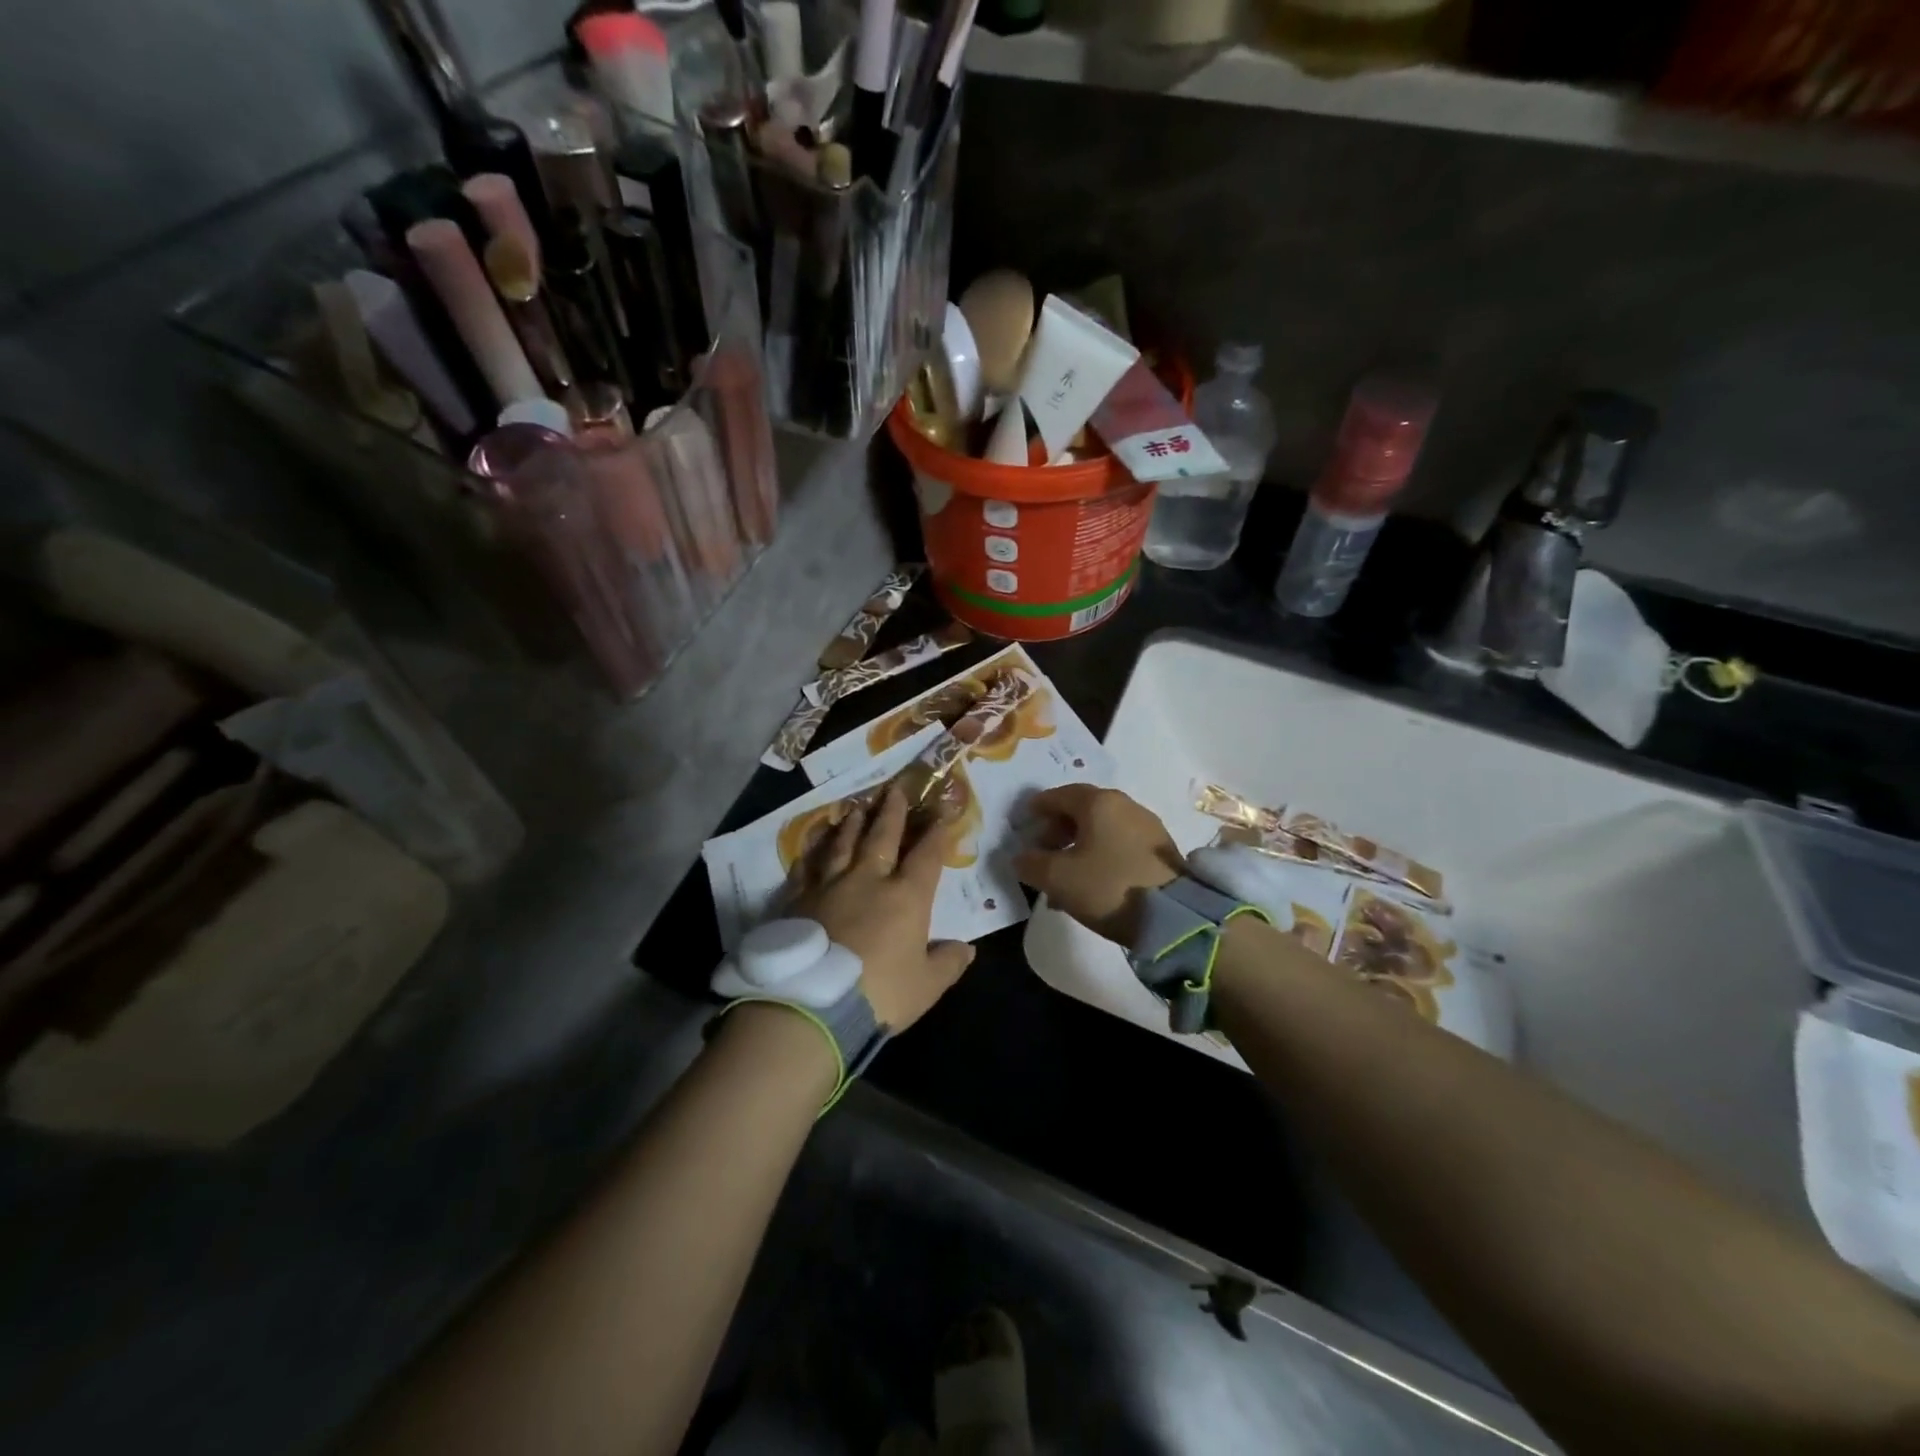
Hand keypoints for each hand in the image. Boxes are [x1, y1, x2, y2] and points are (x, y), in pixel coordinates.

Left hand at [785, 785, 975, 1030]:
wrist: (812, 1004)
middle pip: (882, 837)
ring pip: (843, 844)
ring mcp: (829, 886)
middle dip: (892, 811)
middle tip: (895, 788)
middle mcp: (868, 880)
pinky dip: (811, 852)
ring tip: (856, 806)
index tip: (942, 810)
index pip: (927, 855)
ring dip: (852, 823)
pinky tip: (813, 842)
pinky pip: (806, 867)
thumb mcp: (926, 986)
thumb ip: (947, 963)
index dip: (937, 831)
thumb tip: (966, 948)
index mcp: (906, 897)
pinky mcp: (797, 899)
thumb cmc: (880, 994)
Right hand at [1012, 785, 1184, 945]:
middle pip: (1083, 810)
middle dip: (1058, 830)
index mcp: (1099, 802)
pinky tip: (1091, 883)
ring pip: (1102, 830)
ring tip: (1064, 876)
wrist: (1174, 917)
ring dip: (1079, 846)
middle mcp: (1125, 805)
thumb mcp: (1057, 878)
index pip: (1060, 795)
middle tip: (1042, 852)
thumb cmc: (1108, 886)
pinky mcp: (1161, 850)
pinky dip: (1100, 856)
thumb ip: (1031, 863)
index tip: (1025, 822)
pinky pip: (1120, 845)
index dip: (1038, 808)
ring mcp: (1147, 827)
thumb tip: (1020, 857)